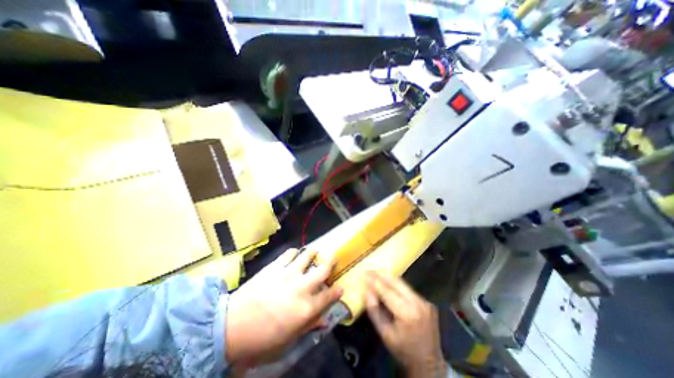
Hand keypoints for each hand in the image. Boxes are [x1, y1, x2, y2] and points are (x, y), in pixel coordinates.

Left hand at [225, 250, 341, 369]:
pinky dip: (295, 252)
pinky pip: (290, 253)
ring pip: (307, 255)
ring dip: (314, 252)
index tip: (340, 287)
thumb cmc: (262, 338)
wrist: (232, 326)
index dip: (337, 290)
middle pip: (323, 269)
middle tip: (333, 257)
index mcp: (306, 308)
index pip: (329, 296)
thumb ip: (309, 325)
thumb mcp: (288, 339)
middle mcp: (302, 287)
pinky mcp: (275, 266)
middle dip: (331, 261)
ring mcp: (288, 273)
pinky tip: (295, 254)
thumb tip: (323, 320)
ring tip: (315, 251)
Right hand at [363, 271, 446, 377]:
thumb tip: (367, 291)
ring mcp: (424, 301)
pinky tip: (388, 283)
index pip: (387, 291)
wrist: (430, 364)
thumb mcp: (385, 334)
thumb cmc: (403, 351)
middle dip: (381, 274)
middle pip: (396, 282)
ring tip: (376, 273)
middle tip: (369, 270)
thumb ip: (374, 311)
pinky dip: (396, 284)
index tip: (364, 273)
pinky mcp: (427, 302)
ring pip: (403, 283)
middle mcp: (418, 303)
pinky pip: (408, 289)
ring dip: (388, 277)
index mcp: (407, 314)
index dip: (374, 281)